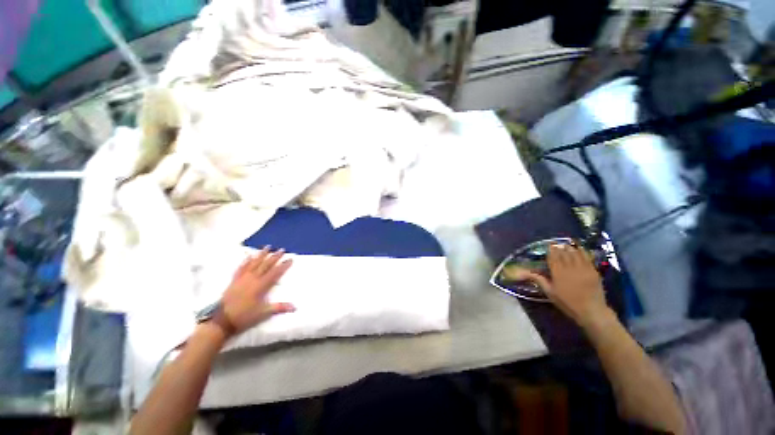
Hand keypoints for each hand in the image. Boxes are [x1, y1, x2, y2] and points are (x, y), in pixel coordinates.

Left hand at [216, 247, 294, 337]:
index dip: (284, 266)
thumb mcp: (263, 313)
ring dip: (262, 255)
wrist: (221, 320)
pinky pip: (241, 268)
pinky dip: (246, 261)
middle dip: (275, 257)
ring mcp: (242, 278)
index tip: (290, 259)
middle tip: (282, 249)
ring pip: (254, 263)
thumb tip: (295, 307)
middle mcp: (253, 279)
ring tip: (267, 247)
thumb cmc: (244, 316)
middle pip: (266, 265)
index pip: (275, 273)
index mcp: (261, 286)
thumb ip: (279, 307)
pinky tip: (249, 256)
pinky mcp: (234, 280)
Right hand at [516, 244, 609, 328]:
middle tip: (556, 244)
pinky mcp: (593, 270)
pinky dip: (582, 251)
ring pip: (575, 253)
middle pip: (563, 253)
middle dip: (559, 247)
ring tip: (565, 245)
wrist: (591, 311)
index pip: (553, 257)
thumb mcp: (550, 293)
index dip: (551, 250)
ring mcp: (583, 268)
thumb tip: (526, 272)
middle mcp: (569, 267)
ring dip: (569, 248)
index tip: (548, 245)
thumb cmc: (568, 303)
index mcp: (558, 273)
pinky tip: (579, 248)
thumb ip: (539, 280)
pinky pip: (586, 257)